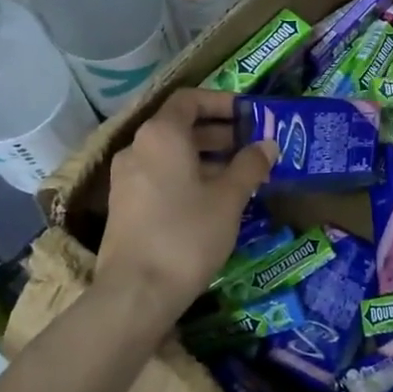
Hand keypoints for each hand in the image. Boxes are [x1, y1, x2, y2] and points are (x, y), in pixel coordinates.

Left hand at [97, 90, 273, 321]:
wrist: (137, 292)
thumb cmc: (187, 234)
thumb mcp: (229, 198)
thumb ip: (250, 165)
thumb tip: (267, 144)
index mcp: (161, 135)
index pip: (190, 99)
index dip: (221, 102)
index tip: (250, 114)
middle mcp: (138, 147)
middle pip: (180, 126)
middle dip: (218, 132)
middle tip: (252, 145)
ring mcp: (126, 177)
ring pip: (170, 153)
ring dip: (205, 156)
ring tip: (239, 174)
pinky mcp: (125, 205)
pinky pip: (160, 175)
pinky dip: (187, 176)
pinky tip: (213, 199)